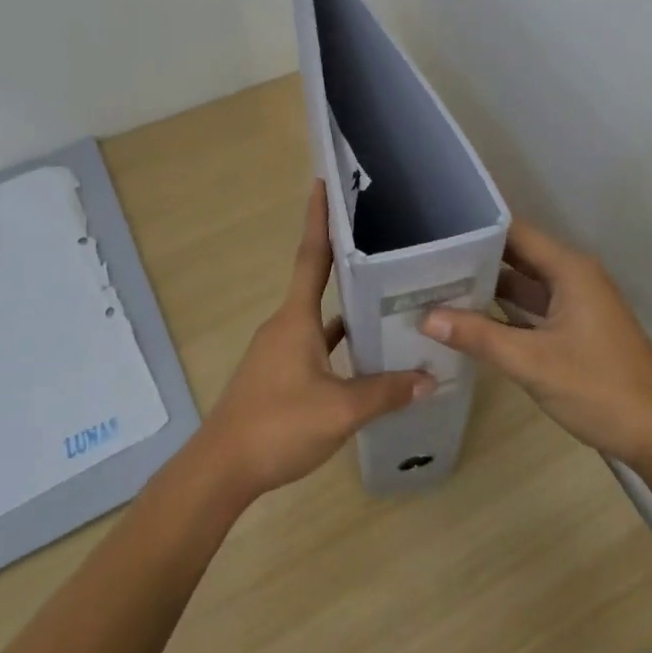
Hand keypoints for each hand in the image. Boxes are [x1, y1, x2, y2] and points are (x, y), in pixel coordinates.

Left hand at [199, 181, 433, 502]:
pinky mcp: (278, 374)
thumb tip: (430, 379)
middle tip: (381, 241)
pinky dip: (338, 342)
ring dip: (347, 306)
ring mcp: (279, 350)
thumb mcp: (340, 411)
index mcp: (295, 318)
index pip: (312, 256)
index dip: (318, 219)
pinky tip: (364, 354)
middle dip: (345, 258)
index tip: (323, 182)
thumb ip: (385, 392)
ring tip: (386, 296)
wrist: (221, 470)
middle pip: (318, 281)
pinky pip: (315, 344)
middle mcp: (285, 324)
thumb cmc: (278, 425)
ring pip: (319, 317)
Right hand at [424, 218, 651, 470]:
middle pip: (517, 255)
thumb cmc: (599, 388)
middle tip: (425, 261)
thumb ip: (479, 336)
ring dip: (488, 286)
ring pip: (524, 283)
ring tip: (437, 284)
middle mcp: (573, 276)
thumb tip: (426, 316)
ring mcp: (577, 303)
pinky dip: (505, 311)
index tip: (435, 231)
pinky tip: (470, 318)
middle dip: (475, 258)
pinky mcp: (576, 328)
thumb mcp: (532, 362)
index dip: (475, 229)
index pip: (514, 232)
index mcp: (569, 269)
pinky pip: (534, 307)